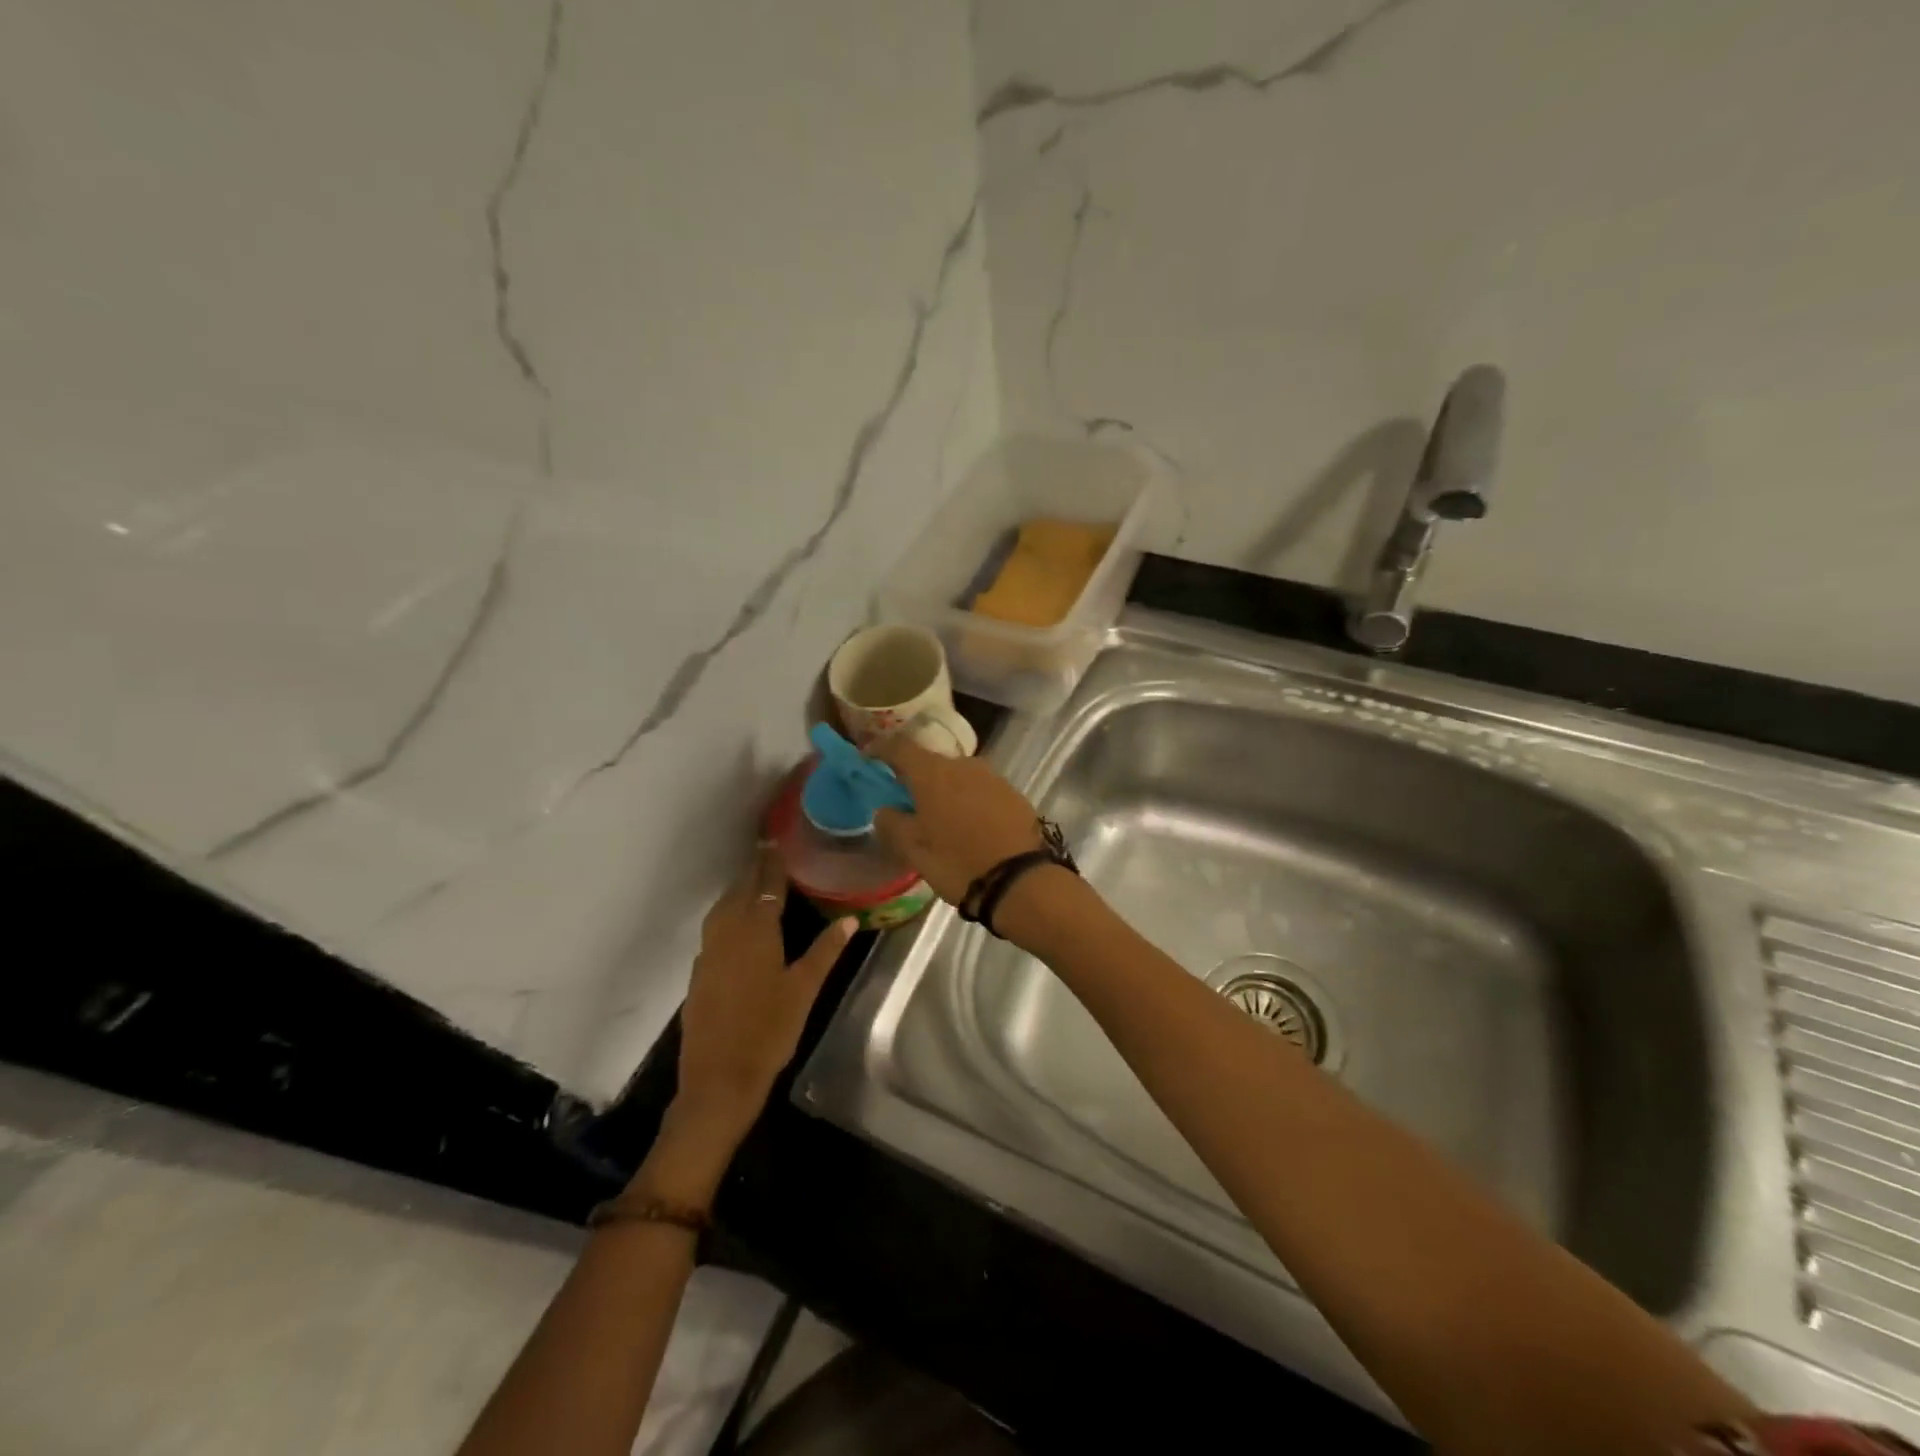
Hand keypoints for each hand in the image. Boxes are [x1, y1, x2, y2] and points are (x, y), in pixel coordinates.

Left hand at [672, 844, 855, 1149]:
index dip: (772, 864)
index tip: (776, 842)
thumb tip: (850, 919)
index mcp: (756, 933)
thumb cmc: (769, 1031)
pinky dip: (727, 915)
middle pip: (740, 892)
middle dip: (754, 871)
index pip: (766, 887)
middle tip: (767, 853)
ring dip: (737, 891)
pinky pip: (714, 929)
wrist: (719, 1078)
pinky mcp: (699, 973)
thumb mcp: (804, 990)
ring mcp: (709, 954)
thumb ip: (825, 951)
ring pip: (722, 910)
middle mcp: (728, 935)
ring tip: (754, 882)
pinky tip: (737, 925)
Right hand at [867, 735, 1044, 903]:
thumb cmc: (956, 862)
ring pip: (959, 775)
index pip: (900, 747)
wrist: (1018, 880)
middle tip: (906, 797)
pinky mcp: (1013, 793)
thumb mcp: (913, 849)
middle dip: (916, 775)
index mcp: (933, 773)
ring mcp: (992, 777)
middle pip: (932, 761)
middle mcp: (963, 765)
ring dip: (945, 788)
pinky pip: (981, 789)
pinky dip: (969, 799)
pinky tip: (968, 823)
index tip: (869, 757)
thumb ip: (891, 823)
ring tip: (939, 814)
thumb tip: (885, 809)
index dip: (881, 749)